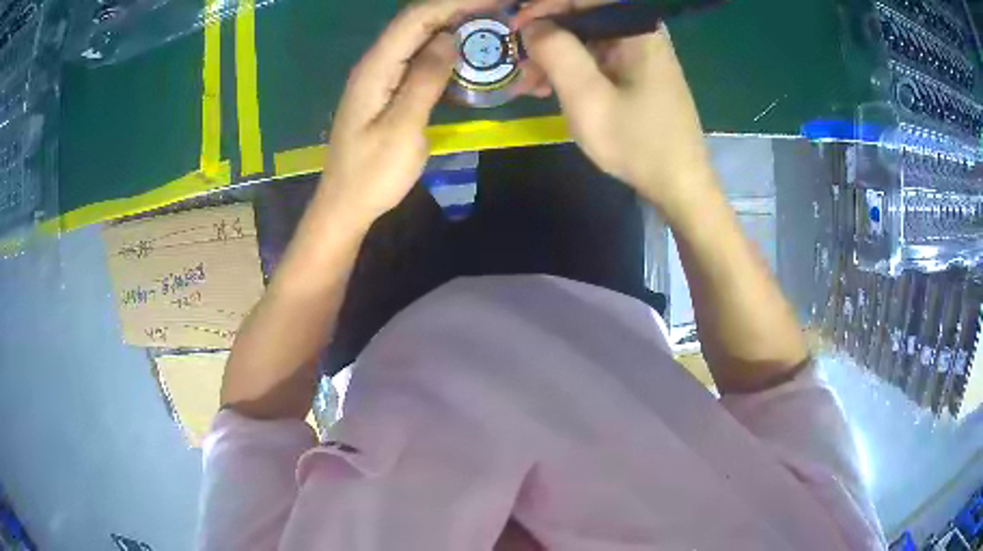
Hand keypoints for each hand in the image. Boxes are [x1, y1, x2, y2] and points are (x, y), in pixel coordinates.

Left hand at [318, 0, 498, 221]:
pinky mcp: (389, 91)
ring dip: (455, 27)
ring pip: (420, 38)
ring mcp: (382, 77)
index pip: (416, 18)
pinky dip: (446, 51)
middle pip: (418, 22)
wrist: (346, 205)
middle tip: (501, 12)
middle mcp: (376, 64)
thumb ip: (424, 79)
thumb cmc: (372, 174)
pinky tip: (468, 55)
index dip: (455, 3)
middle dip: (459, 10)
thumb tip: (450, 38)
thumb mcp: (401, 128)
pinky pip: (419, 60)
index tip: (495, 1)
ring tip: (493, 27)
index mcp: (375, 68)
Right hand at [519, 17, 713, 210]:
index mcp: (636, 30)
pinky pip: (597, 59)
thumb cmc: (637, 142)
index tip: (513, 29)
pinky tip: (551, 91)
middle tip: (518, 64)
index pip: (581, 0)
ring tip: (529, 86)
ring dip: (554, 58)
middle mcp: (640, 33)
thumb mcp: (587, 97)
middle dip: (545, 38)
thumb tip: (531, 25)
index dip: (542, 8)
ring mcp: (641, 53)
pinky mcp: (638, 72)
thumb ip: (556, 52)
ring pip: (586, 40)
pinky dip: (572, 71)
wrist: (680, 185)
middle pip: (582, 18)